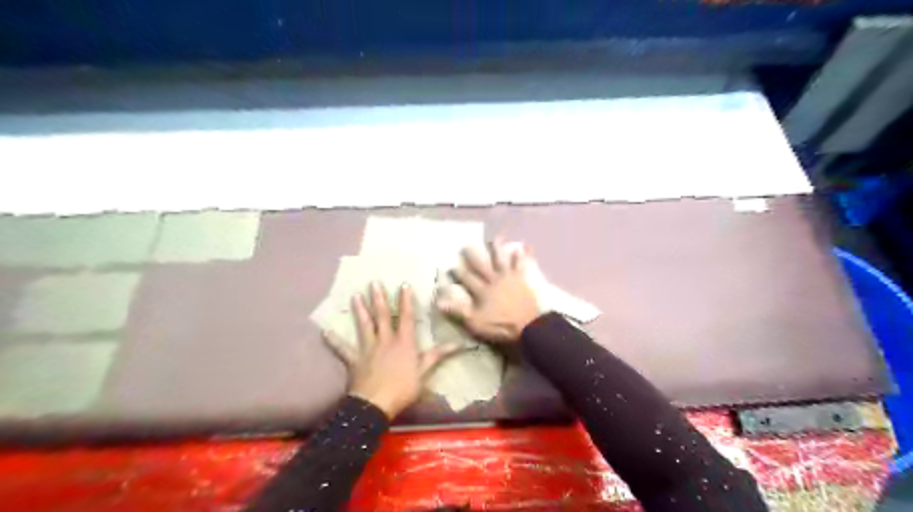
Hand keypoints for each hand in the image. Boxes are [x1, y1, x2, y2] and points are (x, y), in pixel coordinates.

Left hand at [342, 282, 460, 418]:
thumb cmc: (403, 388)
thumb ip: (438, 355)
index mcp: (404, 342)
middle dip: (379, 298)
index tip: (403, 284)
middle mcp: (385, 340)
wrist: (375, 404)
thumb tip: (459, 344)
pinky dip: (334, 341)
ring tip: (355, 296)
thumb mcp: (425, 372)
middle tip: (373, 282)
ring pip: (364, 325)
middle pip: (382, 316)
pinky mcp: (354, 359)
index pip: (407, 317)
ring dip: (360, 310)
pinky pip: (343, 348)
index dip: (406, 300)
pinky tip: (325, 332)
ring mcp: (368, 349)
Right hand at [437, 240, 539, 344]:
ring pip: (501, 260)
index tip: (450, 266)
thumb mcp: (475, 322)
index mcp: (482, 290)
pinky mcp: (521, 280)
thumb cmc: (500, 325)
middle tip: (467, 245)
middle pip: (481, 266)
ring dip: (498, 249)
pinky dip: (522, 256)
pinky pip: (521, 265)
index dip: (457, 273)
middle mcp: (493, 280)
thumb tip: (438, 302)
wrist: (527, 325)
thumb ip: (457, 311)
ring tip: (497, 237)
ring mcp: (509, 278)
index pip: (466, 279)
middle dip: (473, 256)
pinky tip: (524, 247)